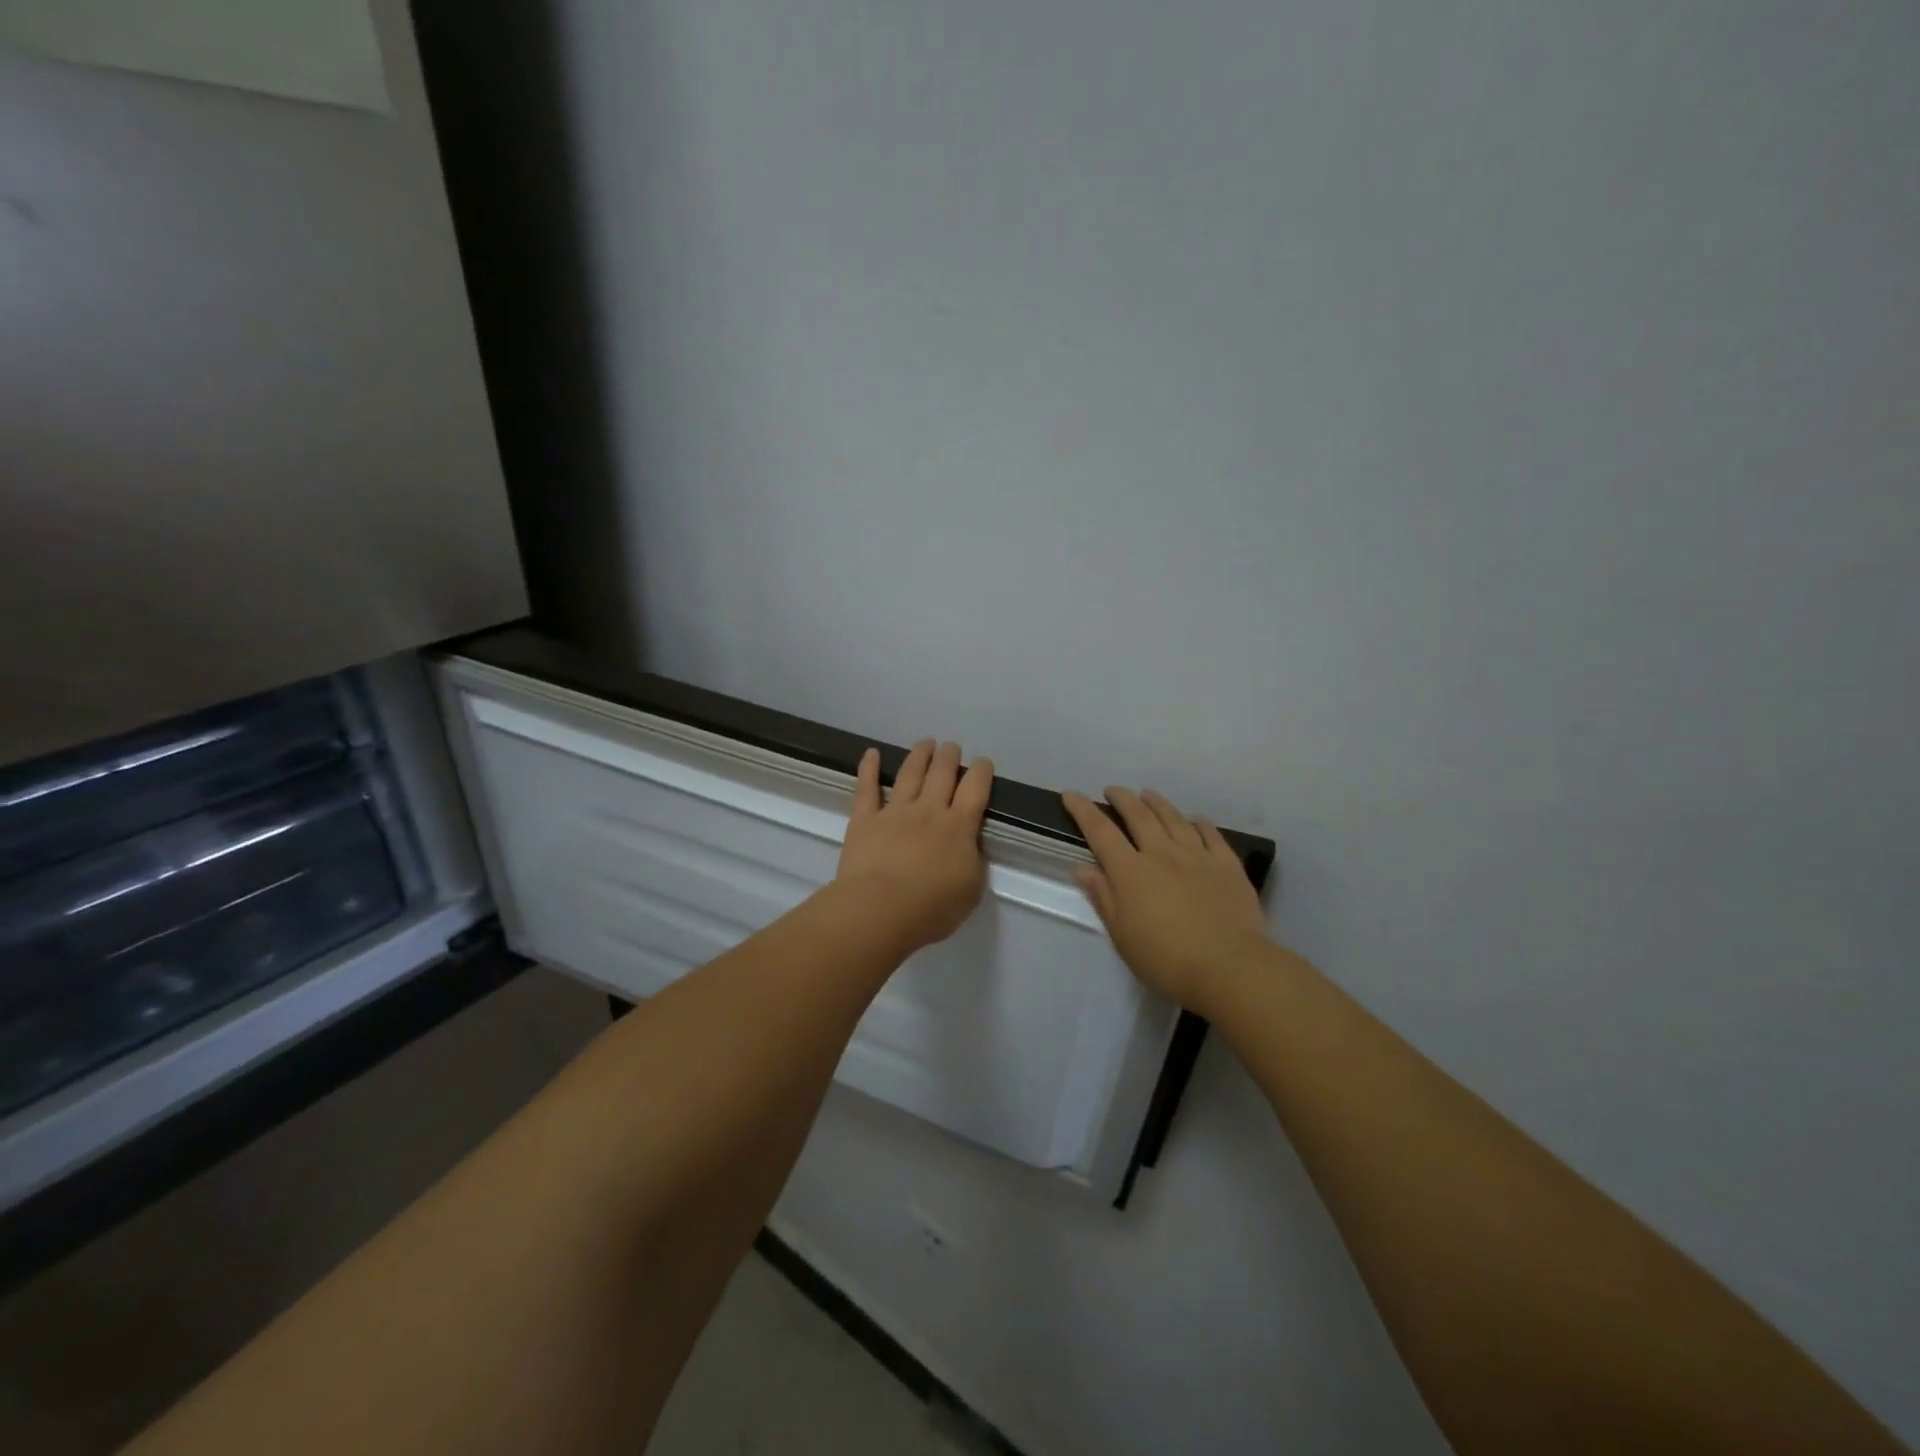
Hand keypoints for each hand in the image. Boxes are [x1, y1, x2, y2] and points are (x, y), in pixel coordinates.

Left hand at [836, 739, 994, 953]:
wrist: (880, 909)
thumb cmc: (932, 907)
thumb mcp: (971, 890)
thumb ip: (973, 862)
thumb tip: (969, 846)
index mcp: (959, 826)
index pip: (975, 788)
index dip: (981, 771)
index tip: (982, 762)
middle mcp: (929, 810)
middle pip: (942, 773)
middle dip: (949, 756)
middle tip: (951, 747)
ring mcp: (895, 812)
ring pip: (910, 774)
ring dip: (919, 755)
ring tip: (926, 742)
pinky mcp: (864, 820)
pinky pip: (866, 788)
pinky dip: (868, 768)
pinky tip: (871, 753)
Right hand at [1062, 787, 1268, 1009]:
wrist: (1228, 967)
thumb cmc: (1165, 958)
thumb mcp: (1122, 935)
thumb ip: (1103, 897)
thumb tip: (1082, 868)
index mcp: (1131, 872)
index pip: (1101, 833)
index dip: (1083, 811)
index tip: (1071, 795)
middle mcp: (1162, 854)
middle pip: (1139, 816)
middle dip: (1122, 799)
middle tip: (1112, 790)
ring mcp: (1198, 856)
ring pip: (1174, 819)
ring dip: (1158, 803)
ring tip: (1148, 794)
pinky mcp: (1227, 866)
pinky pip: (1212, 835)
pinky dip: (1200, 823)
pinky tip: (1196, 819)